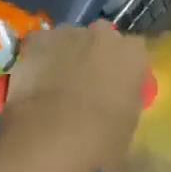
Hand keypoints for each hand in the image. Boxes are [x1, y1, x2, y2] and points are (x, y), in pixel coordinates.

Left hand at [3, 24, 149, 171]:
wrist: (52, 136)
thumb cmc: (101, 138)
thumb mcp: (129, 123)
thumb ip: (127, 100)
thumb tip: (117, 100)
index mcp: (134, 54)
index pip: (135, 52)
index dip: (124, 69)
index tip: (118, 86)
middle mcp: (104, 35)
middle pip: (103, 39)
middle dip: (97, 55)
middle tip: (87, 83)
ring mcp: (70, 34)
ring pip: (71, 39)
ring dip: (68, 54)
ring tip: (57, 83)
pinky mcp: (39, 40)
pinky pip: (41, 43)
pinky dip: (39, 56)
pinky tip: (35, 77)